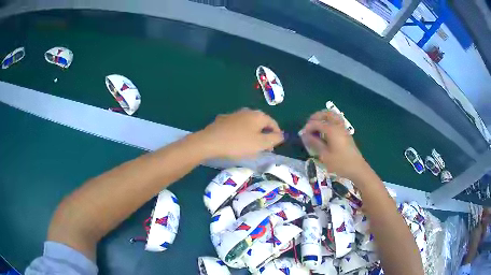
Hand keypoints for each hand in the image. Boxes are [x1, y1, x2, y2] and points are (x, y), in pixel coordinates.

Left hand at [198, 109, 283, 158]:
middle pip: (261, 123)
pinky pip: (237, 126)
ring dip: (252, 134)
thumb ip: (274, 139)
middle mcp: (247, 111)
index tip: (275, 147)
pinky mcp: (223, 119)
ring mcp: (234, 114)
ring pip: (248, 124)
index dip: (277, 135)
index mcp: (258, 115)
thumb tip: (282, 135)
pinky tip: (236, 141)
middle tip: (263, 148)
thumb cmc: (238, 143)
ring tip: (250, 146)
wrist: (210, 142)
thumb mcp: (260, 144)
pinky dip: (241, 133)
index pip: (273, 123)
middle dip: (264, 135)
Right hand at [300, 111, 366, 179]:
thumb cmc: (340, 163)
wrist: (357, 168)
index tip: (301, 135)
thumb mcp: (324, 155)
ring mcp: (343, 128)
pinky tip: (325, 132)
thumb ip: (314, 143)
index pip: (316, 123)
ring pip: (333, 116)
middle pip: (326, 113)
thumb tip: (304, 135)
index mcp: (332, 130)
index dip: (307, 127)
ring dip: (323, 118)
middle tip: (309, 126)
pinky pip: (336, 121)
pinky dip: (329, 122)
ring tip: (316, 127)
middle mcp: (338, 126)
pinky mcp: (346, 133)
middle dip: (316, 117)